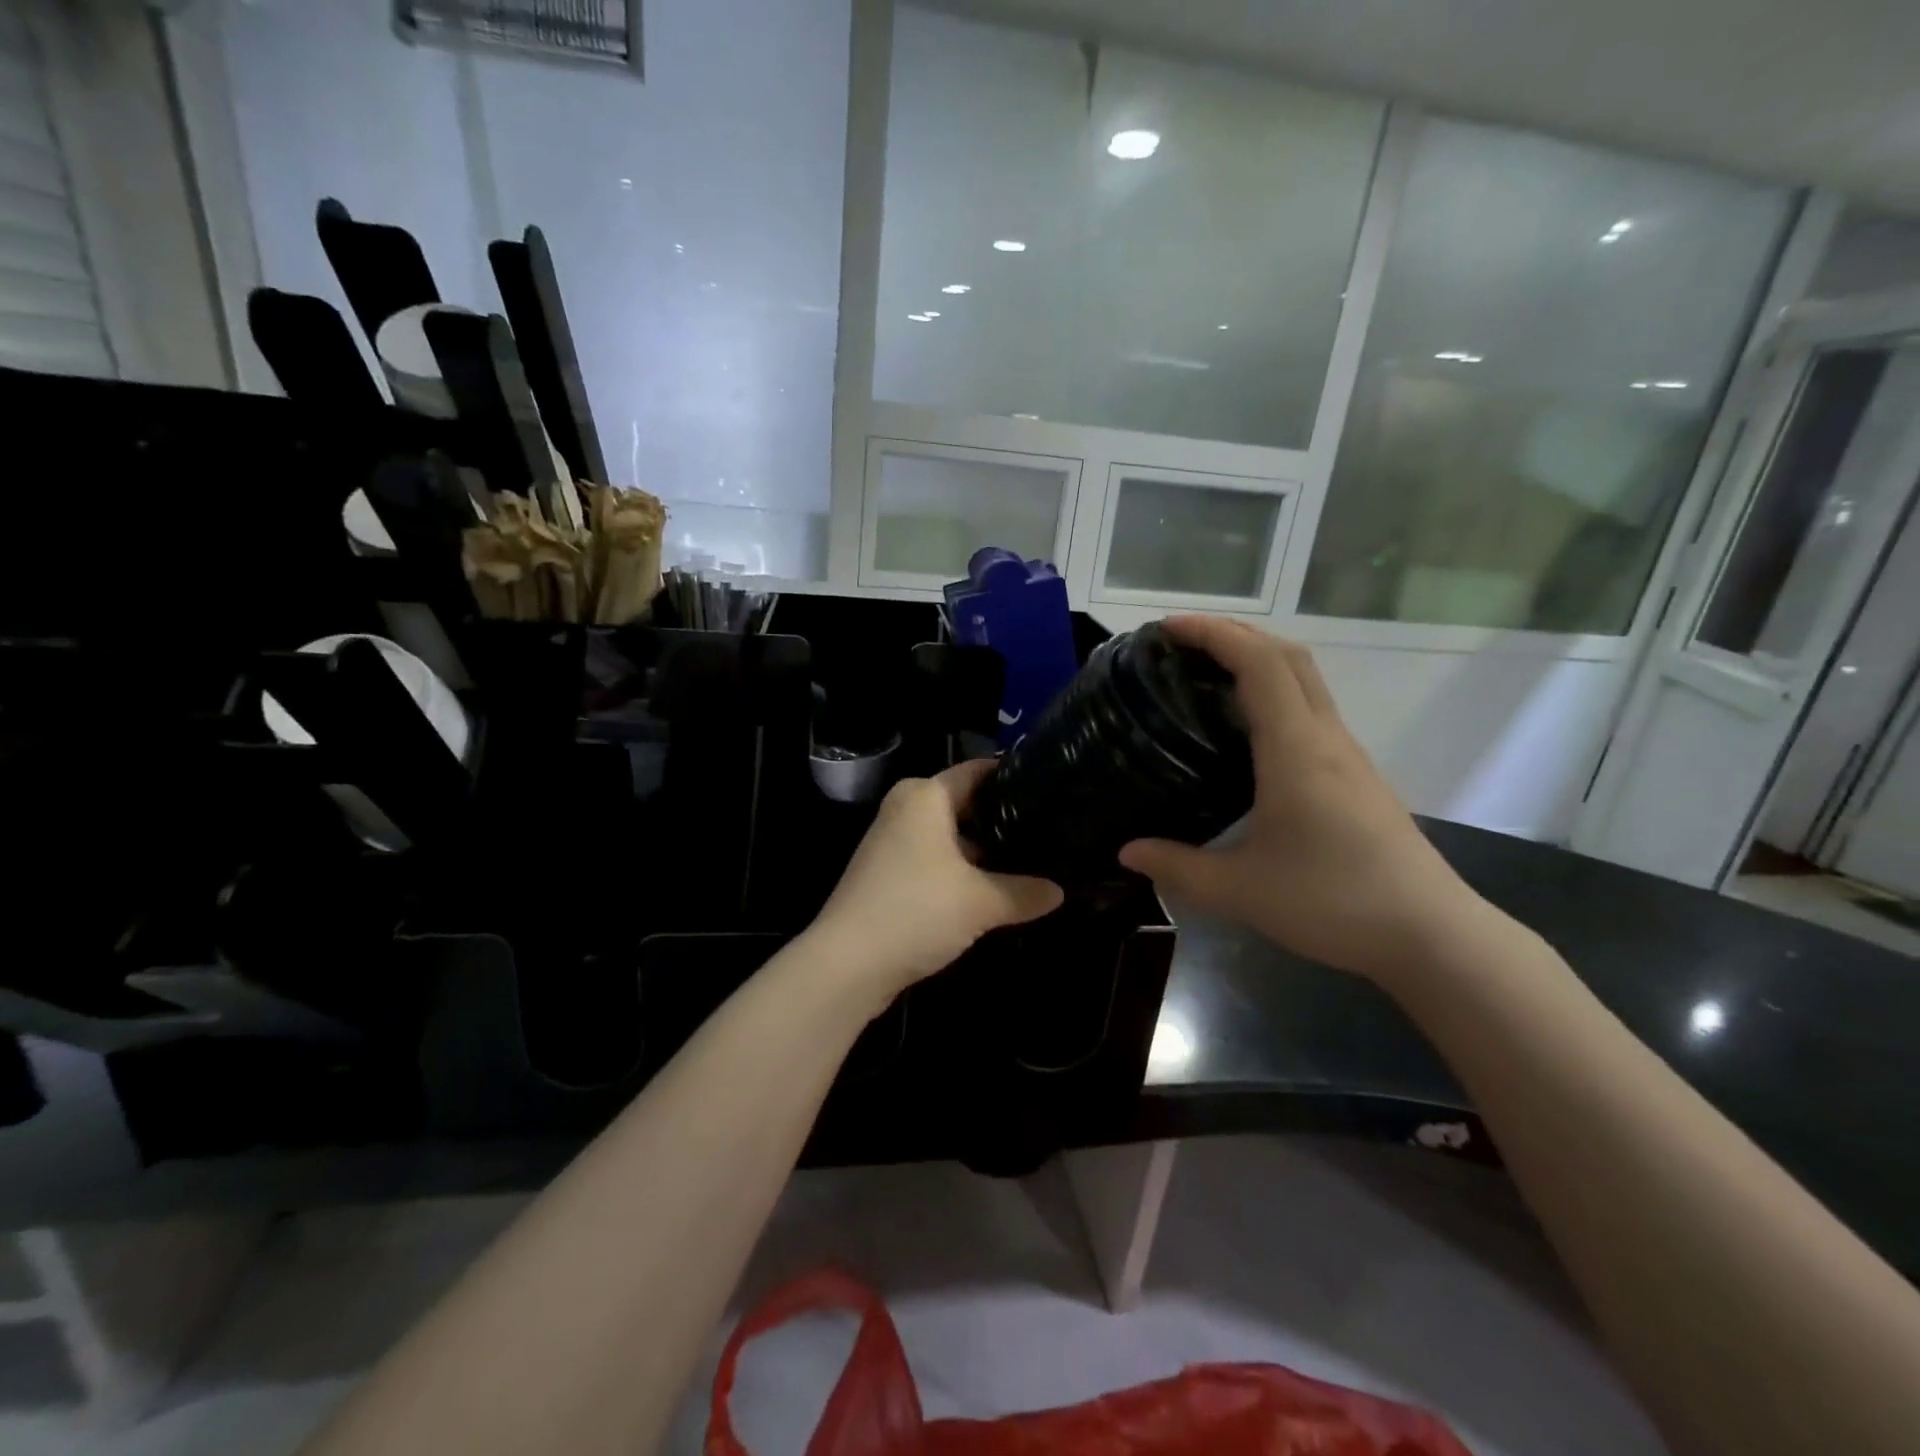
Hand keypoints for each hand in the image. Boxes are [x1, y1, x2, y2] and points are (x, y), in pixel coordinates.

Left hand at [810, 760, 1063, 997]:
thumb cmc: (917, 911)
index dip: (1011, 777)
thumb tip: (1060, 891)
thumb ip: (1024, 892)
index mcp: (925, 796)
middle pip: (963, 803)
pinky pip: (933, 859)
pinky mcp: (886, 873)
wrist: (848, 964)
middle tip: (1047, 831)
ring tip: (1029, 861)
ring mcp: (892, 841)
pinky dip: (959, 870)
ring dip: (982, 850)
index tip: (1048, 787)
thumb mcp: (981, 902)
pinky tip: (990, 889)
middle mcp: (905, 808)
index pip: (976, 771)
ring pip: (949, 835)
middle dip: (1001, 819)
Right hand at [1119, 617, 1482, 982]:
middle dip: (1234, 634)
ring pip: (1304, 680)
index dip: (1214, 634)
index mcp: (1295, 749)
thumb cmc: (1333, 902)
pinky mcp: (1355, 775)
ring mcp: (1347, 754)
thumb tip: (1127, 851)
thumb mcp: (1241, 890)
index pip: (1258, 663)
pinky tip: (1245, 729)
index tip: (1168, 628)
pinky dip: (1273, 692)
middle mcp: (1325, 737)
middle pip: (1286, 656)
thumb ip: (1178, 867)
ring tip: (1205, 675)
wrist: (1429, 934)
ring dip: (1257, 660)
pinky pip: (1310, 710)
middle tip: (1180, 644)